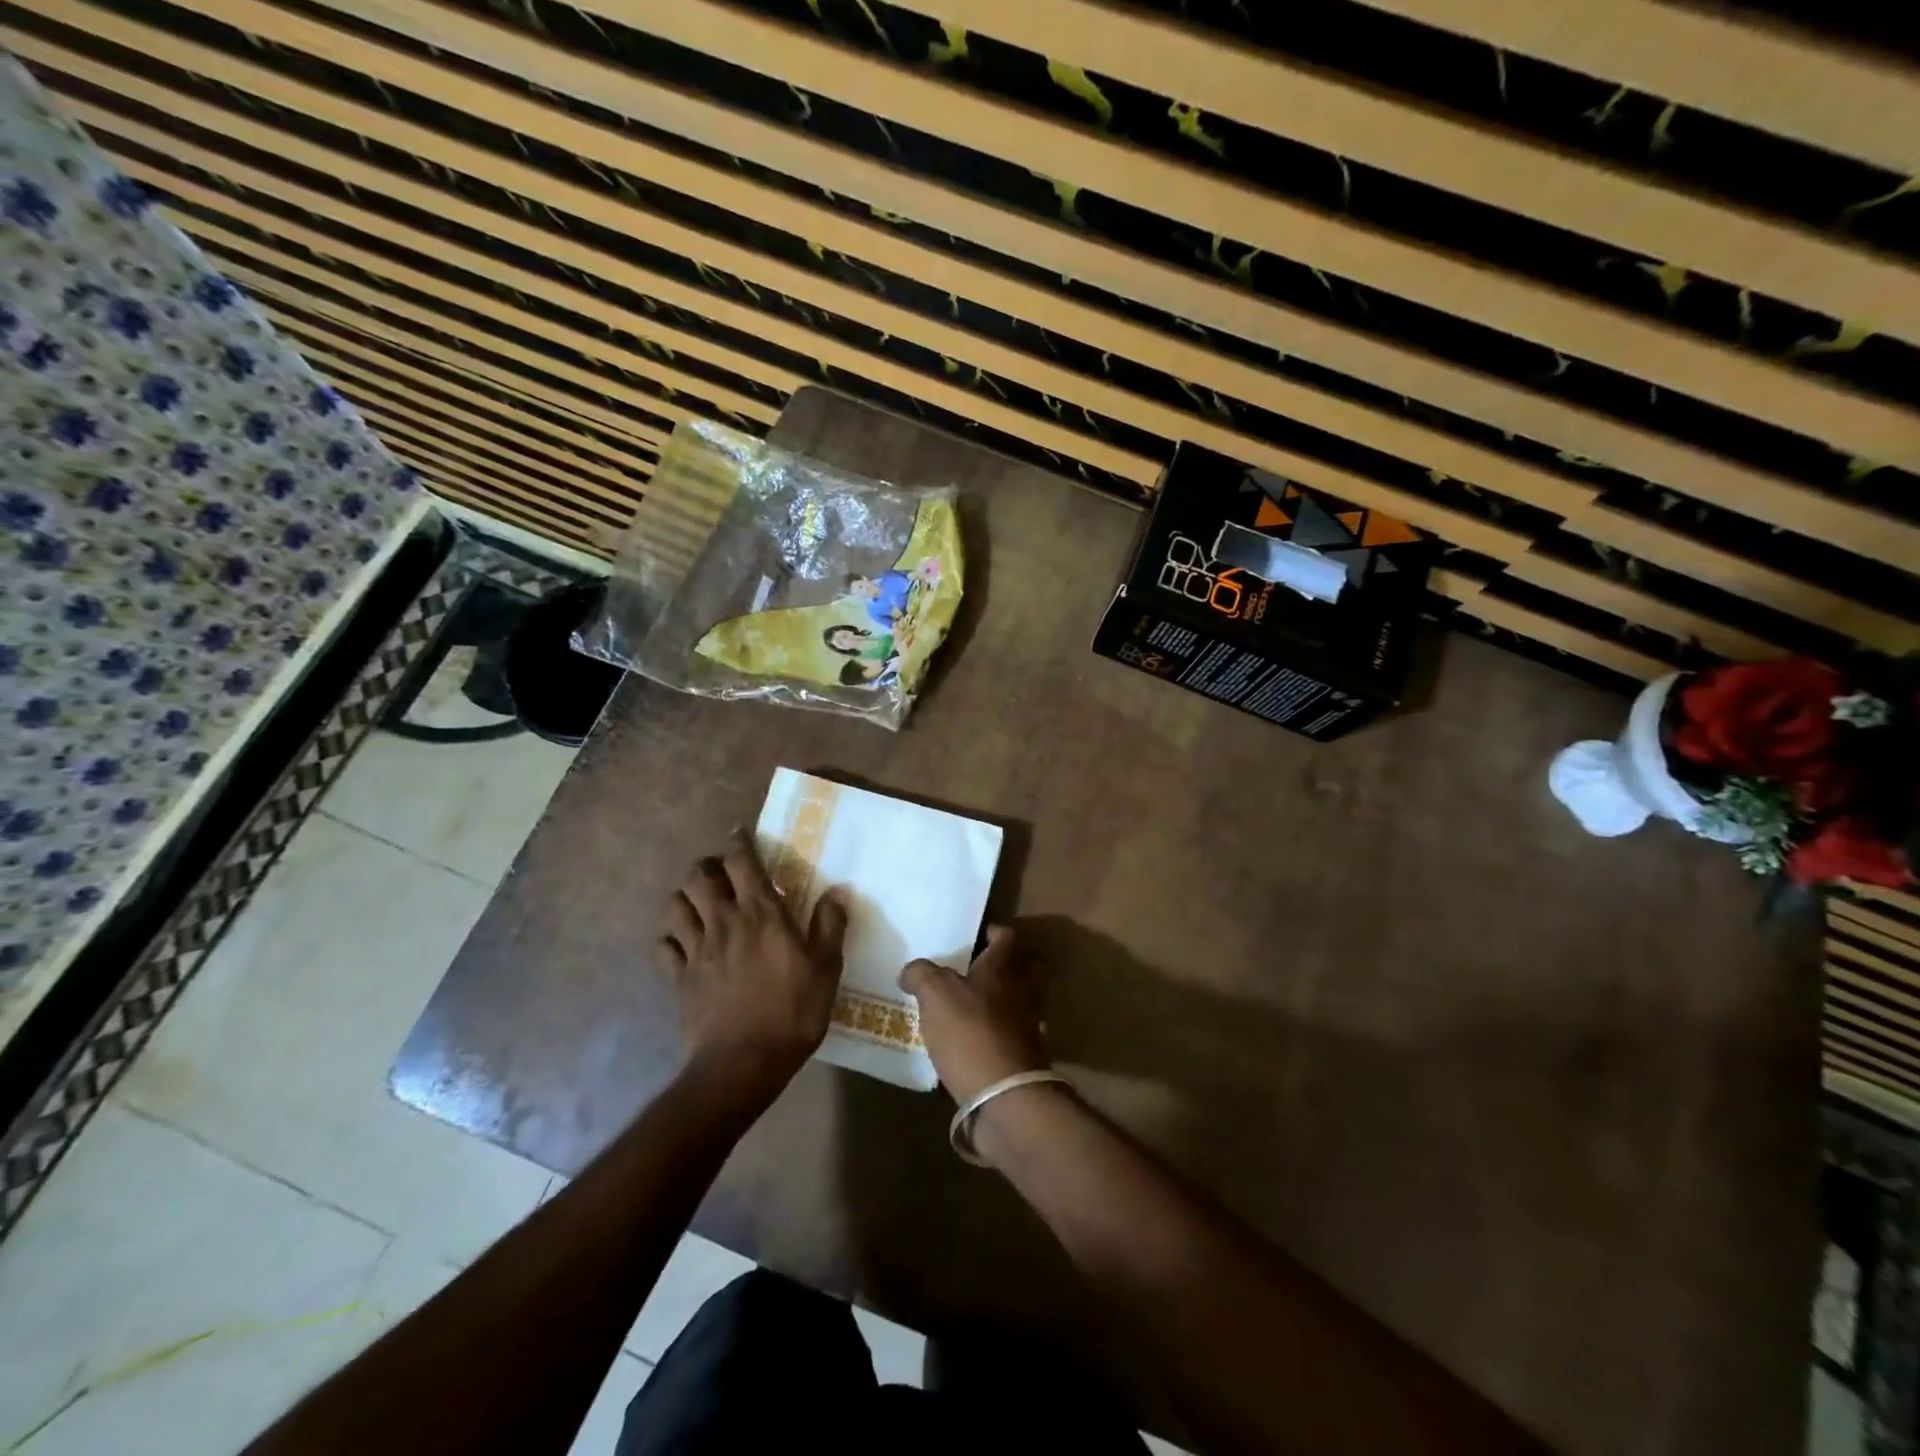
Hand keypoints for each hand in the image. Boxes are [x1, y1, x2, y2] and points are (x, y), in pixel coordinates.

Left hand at [658, 830, 848, 1095]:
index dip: (739, 842)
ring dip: (685, 898)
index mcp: (761, 914)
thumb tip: (837, 891)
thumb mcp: (827, 968)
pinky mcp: (678, 978)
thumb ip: (830, 925)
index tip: (739, 833)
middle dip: (706, 866)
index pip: (742, 862)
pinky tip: (682, 946)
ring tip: (700, 905)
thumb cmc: (793, 1011)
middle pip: (698, 876)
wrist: (744, 1063)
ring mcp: (696, 950)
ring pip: (675, 905)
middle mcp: (724, 922)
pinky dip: (669, 940)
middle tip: (721, 874)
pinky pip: (663, 948)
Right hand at [899, 926, 1049, 1104]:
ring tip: (978, 1008)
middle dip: (1013, 964)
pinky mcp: (1028, 1057)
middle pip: (1030, 967)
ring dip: (1008, 1000)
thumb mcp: (935, 995)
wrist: (1004, 1095)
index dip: (994, 932)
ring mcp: (1030, 1026)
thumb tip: (911, 971)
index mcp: (1003, 969)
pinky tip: (980, 1042)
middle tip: (986, 969)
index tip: (979, 936)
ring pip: (1025, 1001)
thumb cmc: (970, 1032)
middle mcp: (1023, 991)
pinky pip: (1017, 1035)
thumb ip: (922, 975)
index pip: (1007, 937)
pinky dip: (1002, 1034)